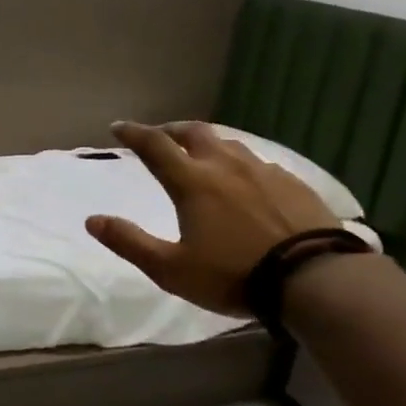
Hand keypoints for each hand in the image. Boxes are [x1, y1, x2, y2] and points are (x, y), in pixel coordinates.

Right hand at [86, 122, 341, 315]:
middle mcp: (225, 165)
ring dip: (207, 144)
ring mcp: (263, 171)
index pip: (154, 146)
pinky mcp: (293, 183)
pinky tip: (245, 182)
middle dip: (170, 130)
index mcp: (192, 182)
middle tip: (159, 137)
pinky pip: (258, 163)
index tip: (117, 127)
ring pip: (229, 144)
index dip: (133, 133)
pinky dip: (239, 164)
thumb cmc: (232, 275)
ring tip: (201, 155)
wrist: (313, 278)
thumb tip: (92, 220)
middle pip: (193, 133)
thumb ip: (129, 242)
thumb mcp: (170, 268)